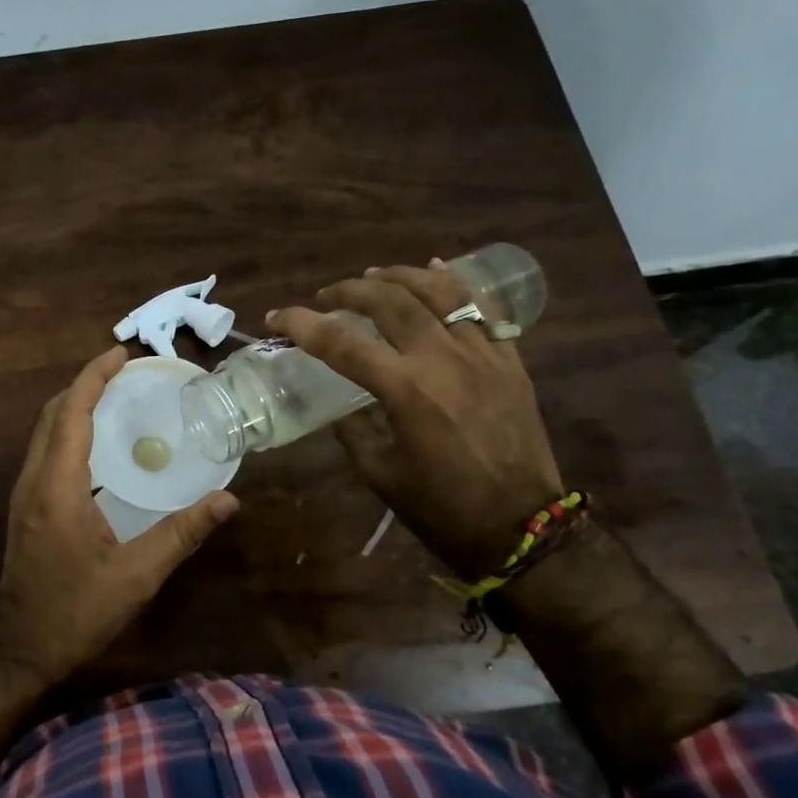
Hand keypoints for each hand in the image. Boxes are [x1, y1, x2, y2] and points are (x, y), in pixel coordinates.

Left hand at [0, 345, 238, 682]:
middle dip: (83, 384)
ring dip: (73, 406)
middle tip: (122, 372)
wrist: (19, 648)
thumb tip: (228, 500)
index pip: (71, 413)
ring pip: (43, 432)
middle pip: (52, 414)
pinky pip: (44, 452)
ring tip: (111, 398)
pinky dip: (67, 431)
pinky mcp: (26, 509)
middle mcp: (35, 481)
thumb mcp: (137, 576)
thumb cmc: (76, 611)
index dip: (93, 377)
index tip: (120, 353)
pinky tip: (94, 447)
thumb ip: (182, 534)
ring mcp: (25, 495)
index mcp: (58, 486)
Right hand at [270, 262, 560, 579]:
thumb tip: (338, 403)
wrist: (521, 527)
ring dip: (400, 276)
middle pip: (390, 301)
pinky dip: (455, 284)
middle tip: (326, 296)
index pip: (341, 343)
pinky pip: (483, 307)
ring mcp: (483, 353)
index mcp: (407, 391)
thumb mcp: (380, 473)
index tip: (276, 317)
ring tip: (374, 275)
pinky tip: (436, 270)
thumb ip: (353, 429)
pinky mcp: (510, 359)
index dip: (302, 324)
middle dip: (349, 290)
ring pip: (439, 292)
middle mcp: (444, 359)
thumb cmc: (442, 508)